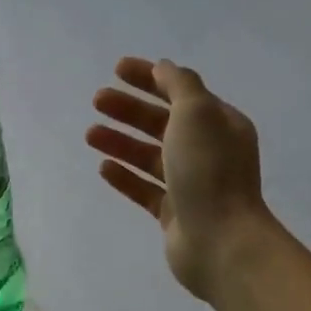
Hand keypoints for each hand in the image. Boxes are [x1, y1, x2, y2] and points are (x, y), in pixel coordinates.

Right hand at [87, 57, 273, 299]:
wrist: (221, 241)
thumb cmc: (209, 171)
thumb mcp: (197, 113)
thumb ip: (179, 85)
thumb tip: (164, 68)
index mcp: (220, 124)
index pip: (181, 91)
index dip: (149, 77)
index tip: (117, 69)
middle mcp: (208, 151)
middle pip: (162, 123)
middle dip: (130, 110)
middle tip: (97, 100)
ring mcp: (191, 185)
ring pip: (150, 156)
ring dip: (121, 142)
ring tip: (90, 134)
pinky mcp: (174, 214)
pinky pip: (145, 189)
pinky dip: (125, 176)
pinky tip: (103, 167)